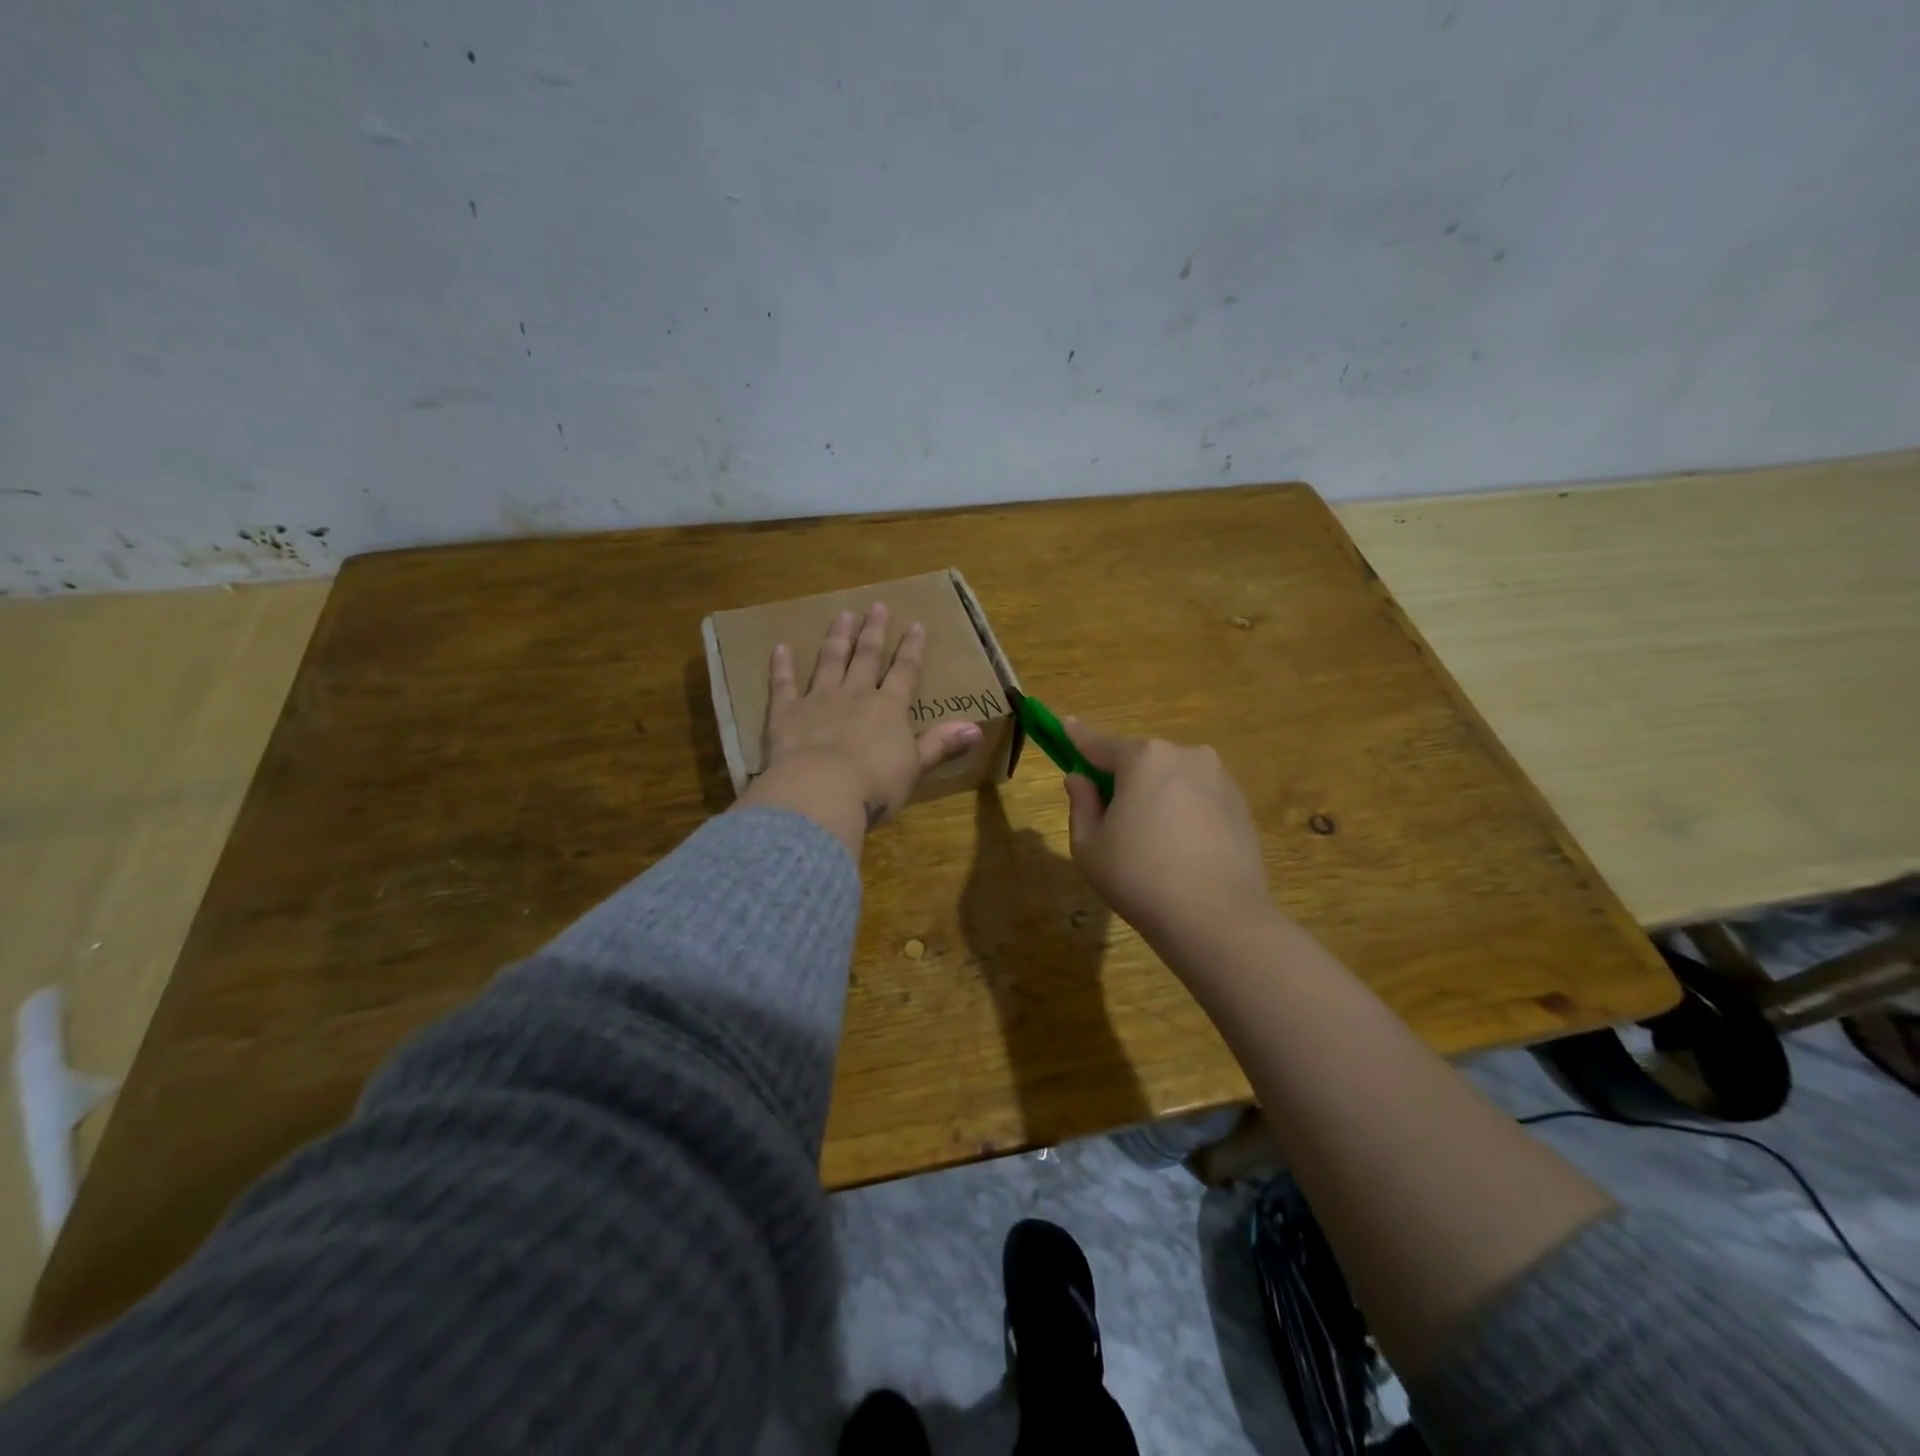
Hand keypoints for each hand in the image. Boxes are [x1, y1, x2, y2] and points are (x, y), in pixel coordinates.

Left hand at [735, 603, 981, 855]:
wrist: (822, 791)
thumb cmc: (875, 785)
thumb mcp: (916, 767)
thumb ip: (941, 744)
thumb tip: (976, 729)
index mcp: (889, 708)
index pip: (905, 671)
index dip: (912, 648)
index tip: (916, 624)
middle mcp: (855, 695)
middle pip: (866, 657)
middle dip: (873, 631)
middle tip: (876, 606)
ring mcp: (819, 700)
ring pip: (830, 661)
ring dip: (837, 638)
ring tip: (842, 615)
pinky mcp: (786, 714)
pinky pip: (784, 684)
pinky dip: (782, 666)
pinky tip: (780, 648)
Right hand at [1060, 718, 1275, 960]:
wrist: (1218, 918)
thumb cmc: (1139, 878)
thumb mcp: (1089, 846)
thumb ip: (1081, 804)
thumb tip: (1080, 779)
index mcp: (1143, 759)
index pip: (1099, 743)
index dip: (1078, 737)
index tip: (1065, 724)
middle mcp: (1184, 755)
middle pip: (1141, 759)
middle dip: (1122, 776)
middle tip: (1109, 811)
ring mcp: (1219, 778)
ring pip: (1173, 777)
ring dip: (1156, 793)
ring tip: (1150, 838)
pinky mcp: (1241, 805)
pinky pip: (1199, 797)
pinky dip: (1184, 810)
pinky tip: (1180, 847)